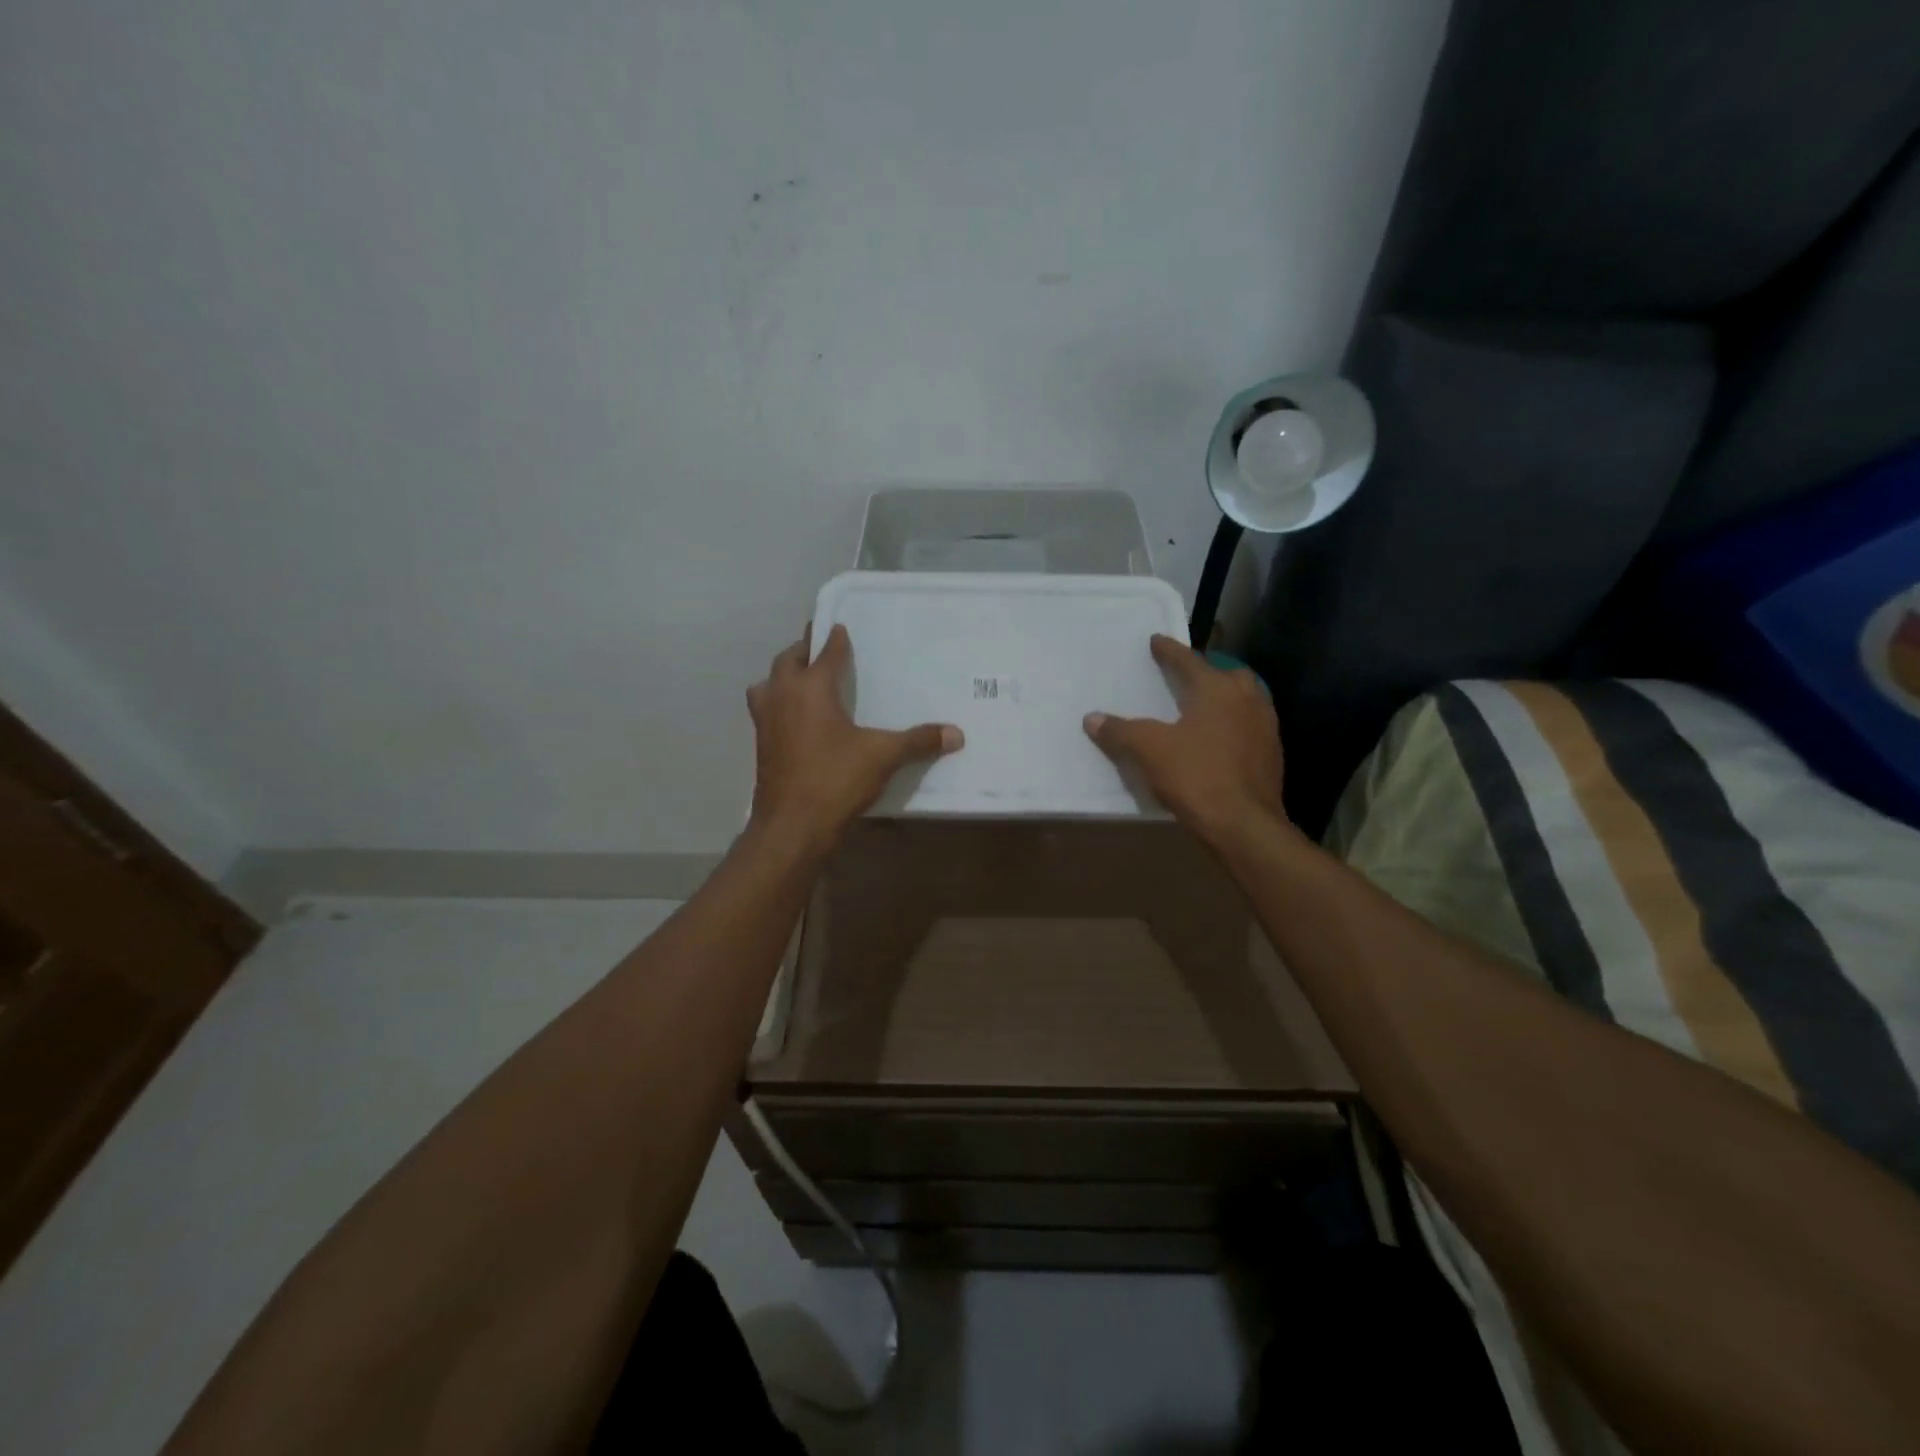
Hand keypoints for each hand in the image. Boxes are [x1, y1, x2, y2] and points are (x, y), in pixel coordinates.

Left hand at [746, 624, 962, 852]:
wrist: (792, 826)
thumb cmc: (835, 780)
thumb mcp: (883, 756)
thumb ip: (918, 741)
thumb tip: (956, 734)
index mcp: (811, 688)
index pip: (824, 653)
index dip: (834, 639)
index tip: (840, 627)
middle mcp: (783, 696)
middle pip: (788, 661)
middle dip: (804, 650)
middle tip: (821, 647)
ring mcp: (766, 721)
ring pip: (767, 684)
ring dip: (783, 676)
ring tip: (801, 680)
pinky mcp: (761, 745)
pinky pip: (765, 710)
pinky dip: (777, 703)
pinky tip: (795, 719)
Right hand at [1083, 634, 1285, 845]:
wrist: (1244, 825)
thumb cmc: (1196, 777)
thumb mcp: (1148, 751)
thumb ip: (1120, 731)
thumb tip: (1092, 718)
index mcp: (1217, 689)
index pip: (1188, 661)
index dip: (1169, 651)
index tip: (1156, 641)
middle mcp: (1246, 699)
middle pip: (1224, 675)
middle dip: (1205, 672)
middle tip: (1184, 677)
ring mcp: (1265, 727)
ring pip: (1242, 700)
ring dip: (1222, 699)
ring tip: (1199, 708)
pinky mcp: (1271, 755)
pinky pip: (1248, 727)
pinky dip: (1231, 726)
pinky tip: (1216, 741)